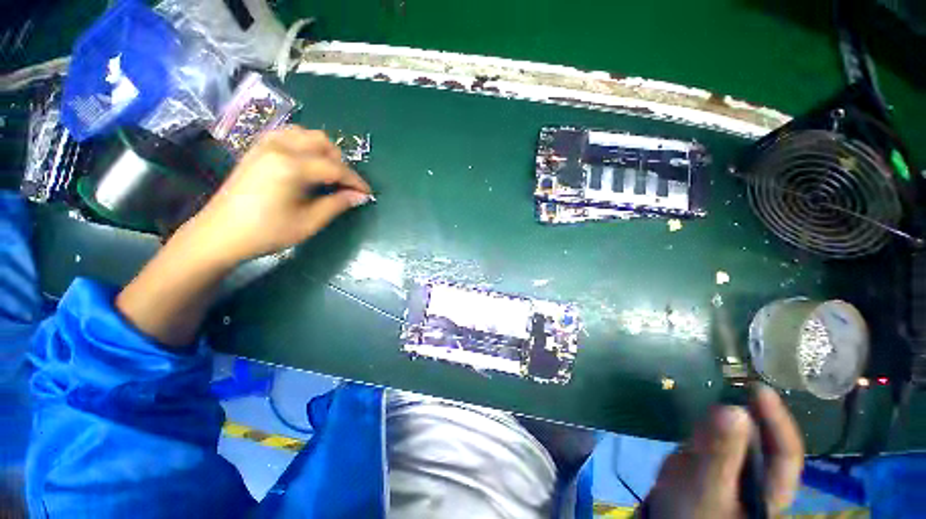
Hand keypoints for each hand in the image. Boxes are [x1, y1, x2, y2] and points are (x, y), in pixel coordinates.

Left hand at [116, 126, 370, 345]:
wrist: (219, 234)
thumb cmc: (266, 232)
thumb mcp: (309, 222)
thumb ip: (337, 204)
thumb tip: (360, 196)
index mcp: (291, 166)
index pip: (335, 168)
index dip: (355, 181)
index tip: (368, 193)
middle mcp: (279, 147)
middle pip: (322, 143)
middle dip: (341, 163)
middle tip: (346, 185)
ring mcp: (265, 145)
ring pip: (305, 135)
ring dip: (324, 151)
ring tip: (329, 173)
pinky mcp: (257, 149)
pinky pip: (288, 136)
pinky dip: (305, 145)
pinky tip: (307, 163)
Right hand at [642, 386, 803, 517]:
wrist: (664, 518)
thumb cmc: (694, 513)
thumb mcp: (707, 486)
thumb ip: (720, 453)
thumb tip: (732, 409)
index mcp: (771, 488)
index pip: (786, 453)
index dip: (777, 420)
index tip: (758, 390)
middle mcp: (758, 472)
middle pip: (763, 437)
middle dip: (753, 410)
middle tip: (735, 382)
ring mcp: (735, 463)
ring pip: (740, 431)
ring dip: (731, 409)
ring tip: (719, 386)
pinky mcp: (712, 455)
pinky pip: (717, 431)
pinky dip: (711, 417)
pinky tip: (701, 408)